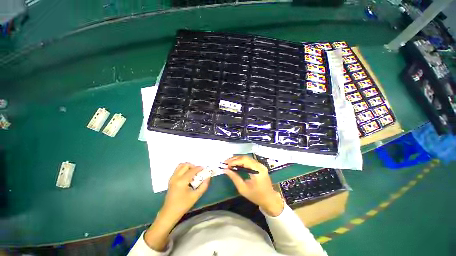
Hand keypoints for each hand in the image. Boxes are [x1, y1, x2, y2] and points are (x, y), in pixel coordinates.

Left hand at [162, 163, 210, 218]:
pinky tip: (188, 177)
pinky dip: (184, 169)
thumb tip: (208, 177)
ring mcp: (172, 178)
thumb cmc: (183, 205)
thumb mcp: (196, 196)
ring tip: (193, 173)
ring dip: (188, 167)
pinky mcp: (171, 180)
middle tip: (198, 172)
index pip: (192, 170)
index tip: (204, 169)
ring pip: (180, 166)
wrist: (169, 213)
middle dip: (193, 166)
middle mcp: (176, 177)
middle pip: (185, 165)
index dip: (199, 168)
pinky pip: (178, 170)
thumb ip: (204, 186)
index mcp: (182, 181)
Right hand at [224, 156, 283, 216]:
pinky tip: (236, 164)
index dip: (234, 161)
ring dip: (238, 159)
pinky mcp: (260, 166)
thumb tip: (225, 170)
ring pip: (247, 158)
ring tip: (229, 163)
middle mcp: (260, 165)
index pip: (245, 161)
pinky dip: (242, 161)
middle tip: (226, 162)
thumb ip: (234, 178)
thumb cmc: (256, 196)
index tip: (226, 165)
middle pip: (245, 157)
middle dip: (235, 159)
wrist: (269, 199)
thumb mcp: (243, 189)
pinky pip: (249, 161)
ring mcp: (261, 165)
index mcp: (257, 171)